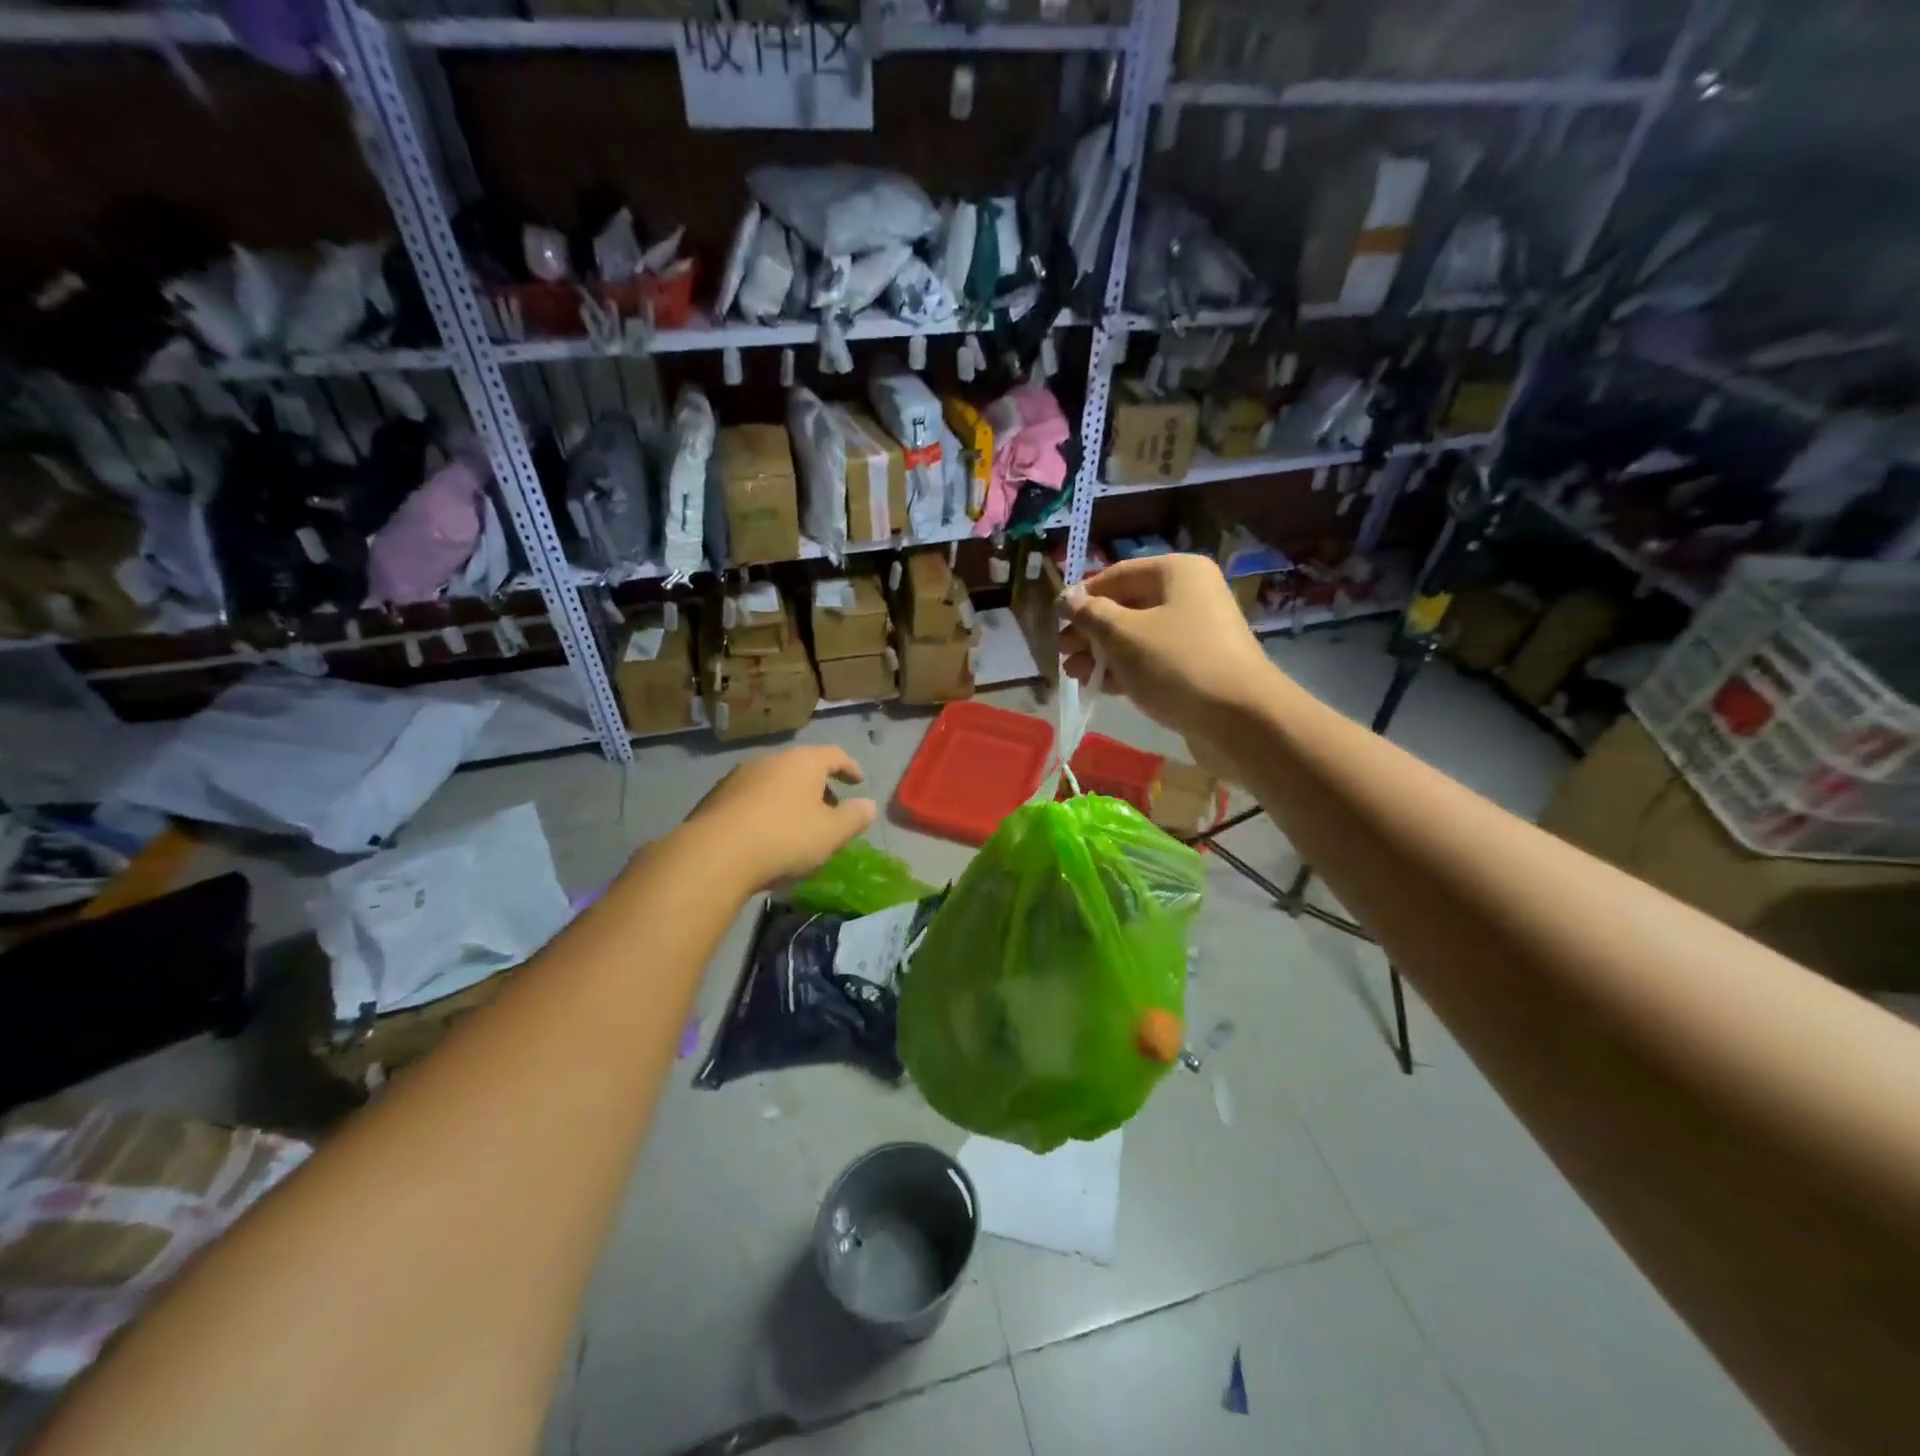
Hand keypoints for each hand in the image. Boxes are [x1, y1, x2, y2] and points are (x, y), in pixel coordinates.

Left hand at [681, 745, 877, 892]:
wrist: (714, 855)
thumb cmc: (785, 838)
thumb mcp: (831, 833)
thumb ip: (854, 817)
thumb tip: (869, 805)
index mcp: (803, 762)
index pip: (834, 755)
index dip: (849, 768)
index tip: (858, 782)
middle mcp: (771, 760)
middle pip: (802, 767)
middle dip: (818, 786)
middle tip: (829, 808)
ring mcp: (739, 776)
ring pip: (774, 782)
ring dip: (789, 798)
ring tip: (797, 824)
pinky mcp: (716, 797)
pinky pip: (751, 798)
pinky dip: (765, 810)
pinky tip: (766, 835)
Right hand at [1060, 554, 1277, 740]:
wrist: (1240, 719)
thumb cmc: (1176, 664)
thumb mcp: (1123, 635)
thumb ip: (1090, 614)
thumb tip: (1067, 597)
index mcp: (1177, 572)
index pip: (1118, 575)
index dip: (1083, 596)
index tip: (1056, 621)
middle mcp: (1190, 595)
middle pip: (1127, 606)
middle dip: (1091, 630)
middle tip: (1062, 652)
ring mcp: (1196, 633)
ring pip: (1137, 636)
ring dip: (1103, 653)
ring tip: (1074, 673)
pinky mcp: (1197, 667)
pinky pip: (1153, 661)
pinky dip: (1125, 670)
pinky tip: (1099, 685)